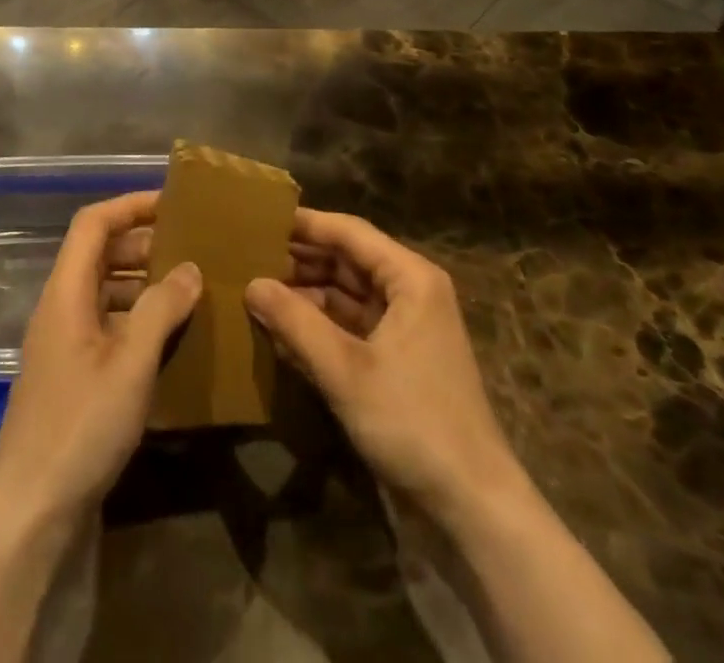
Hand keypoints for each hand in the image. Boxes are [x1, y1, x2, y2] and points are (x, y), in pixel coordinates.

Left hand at [0, 191, 201, 528]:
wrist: (31, 510)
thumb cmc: (81, 426)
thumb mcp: (131, 364)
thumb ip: (160, 309)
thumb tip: (189, 267)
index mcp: (65, 293)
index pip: (93, 224)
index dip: (130, 205)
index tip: (172, 203)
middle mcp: (59, 308)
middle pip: (98, 253)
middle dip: (142, 242)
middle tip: (189, 246)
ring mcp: (62, 342)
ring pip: (102, 289)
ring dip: (140, 280)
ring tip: (186, 286)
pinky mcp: (70, 373)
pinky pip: (105, 322)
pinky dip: (134, 315)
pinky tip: (167, 335)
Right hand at [246, 208, 523, 529]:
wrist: (473, 504)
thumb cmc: (412, 421)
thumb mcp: (346, 370)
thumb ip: (296, 322)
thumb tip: (252, 284)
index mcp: (410, 277)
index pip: (349, 232)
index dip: (305, 223)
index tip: (260, 218)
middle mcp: (411, 290)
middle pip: (348, 259)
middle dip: (302, 257)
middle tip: (250, 254)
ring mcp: (407, 325)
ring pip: (348, 292)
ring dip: (308, 290)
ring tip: (259, 286)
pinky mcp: (400, 356)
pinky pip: (353, 323)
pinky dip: (322, 321)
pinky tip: (285, 325)